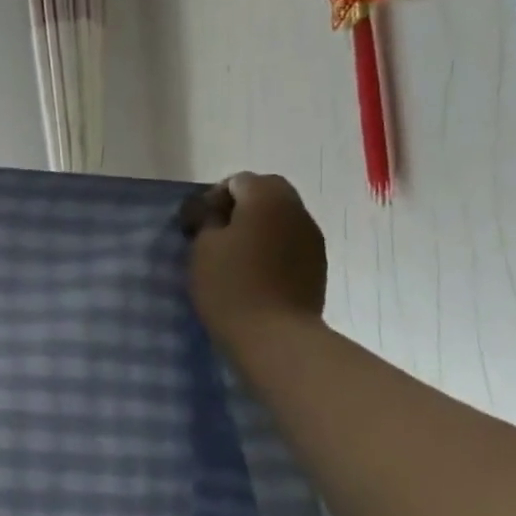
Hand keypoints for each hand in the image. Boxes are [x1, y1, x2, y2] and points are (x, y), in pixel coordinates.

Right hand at [183, 173, 326, 346]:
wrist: (274, 335)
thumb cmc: (230, 285)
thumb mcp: (202, 246)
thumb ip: (207, 219)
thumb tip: (213, 210)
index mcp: (267, 199)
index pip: (239, 181)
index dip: (214, 197)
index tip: (198, 223)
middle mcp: (297, 211)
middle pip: (267, 193)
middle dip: (240, 207)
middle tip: (215, 233)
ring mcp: (312, 238)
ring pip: (281, 217)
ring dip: (258, 226)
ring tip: (234, 254)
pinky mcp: (317, 264)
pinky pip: (290, 241)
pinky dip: (272, 245)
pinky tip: (254, 270)